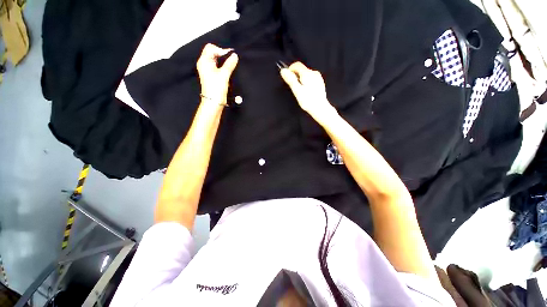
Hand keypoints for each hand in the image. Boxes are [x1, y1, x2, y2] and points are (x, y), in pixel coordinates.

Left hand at [197, 43, 238, 104]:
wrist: (214, 102)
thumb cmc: (216, 89)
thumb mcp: (224, 75)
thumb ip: (230, 64)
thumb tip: (234, 55)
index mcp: (204, 61)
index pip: (211, 48)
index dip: (221, 50)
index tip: (231, 56)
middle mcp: (204, 64)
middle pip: (212, 53)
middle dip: (222, 55)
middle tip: (231, 60)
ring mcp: (207, 70)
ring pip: (215, 60)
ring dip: (223, 61)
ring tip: (230, 65)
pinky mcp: (211, 75)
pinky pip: (217, 66)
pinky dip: (222, 66)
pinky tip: (228, 71)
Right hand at [280, 62, 335, 119]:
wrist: (320, 108)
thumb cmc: (308, 101)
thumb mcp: (297, 91)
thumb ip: (290, 80)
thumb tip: (283, 71)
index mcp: (307, 74)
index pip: (297, 65)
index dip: (290, 69)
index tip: (287, 77)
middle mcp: (314, 73)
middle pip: (302, 69)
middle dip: (296, 76)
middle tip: (294, 87)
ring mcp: (318, 78)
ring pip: (306, 74)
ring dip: (301, 80)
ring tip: (300, 91)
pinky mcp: (320, 83)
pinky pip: (311, 79)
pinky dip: (306, 82)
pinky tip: (306, 92)